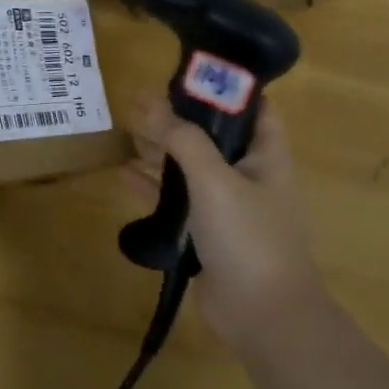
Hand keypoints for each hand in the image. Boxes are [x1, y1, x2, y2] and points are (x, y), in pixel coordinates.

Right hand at [127, 96, 321, 354]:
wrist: (262, 316)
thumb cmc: (248, 237)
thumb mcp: (215, 179)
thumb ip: (185, 140)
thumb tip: (157, 105)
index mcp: (266, 157)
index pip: (254, 109)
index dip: (227, 88)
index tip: (190, 72)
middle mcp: (248, 177)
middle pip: (212, 137)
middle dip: (179, 118)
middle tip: (141, 99)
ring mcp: (226, 208)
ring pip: (190, 168)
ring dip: (161, 150)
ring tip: (126, 128)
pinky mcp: (205, 235)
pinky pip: (175, 201)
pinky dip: (151, 186)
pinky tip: (122, 173)